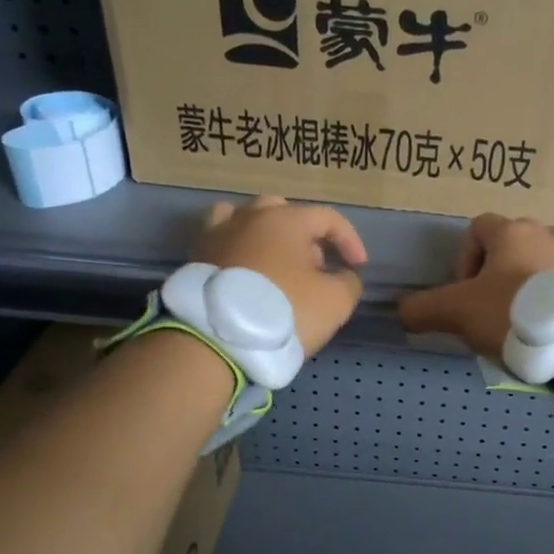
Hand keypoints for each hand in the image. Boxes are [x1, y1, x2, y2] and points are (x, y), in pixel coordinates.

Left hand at [194, 196, 367, 354]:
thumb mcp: (335, 302)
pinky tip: (246, 275)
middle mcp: (248, 217)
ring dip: (267, 238)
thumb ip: (349, 282)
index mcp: (285, 219)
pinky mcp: (195, 259)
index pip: (327, 217)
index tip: (357, 267)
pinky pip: (223, 244)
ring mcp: (216, 235)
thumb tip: (343, 275)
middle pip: (285, 213)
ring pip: (247, 221)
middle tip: (316, 268)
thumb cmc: (284, 313)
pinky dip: (239, 252)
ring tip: (277, 267)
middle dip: (306, 237)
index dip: (349, 240)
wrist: (216, 340)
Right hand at [398, 214, 553, 358]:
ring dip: (539, 268)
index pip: (477, 229)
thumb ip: (422, 309)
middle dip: (500, 267)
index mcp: (510, 232)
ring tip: (532, 307)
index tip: (465, 293)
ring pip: (553, 249)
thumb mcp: (455, 313)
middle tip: (494, 305)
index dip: (464, 259)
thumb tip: (402, 311)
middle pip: (514, 240)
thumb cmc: (511, 315)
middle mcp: (547, 231)